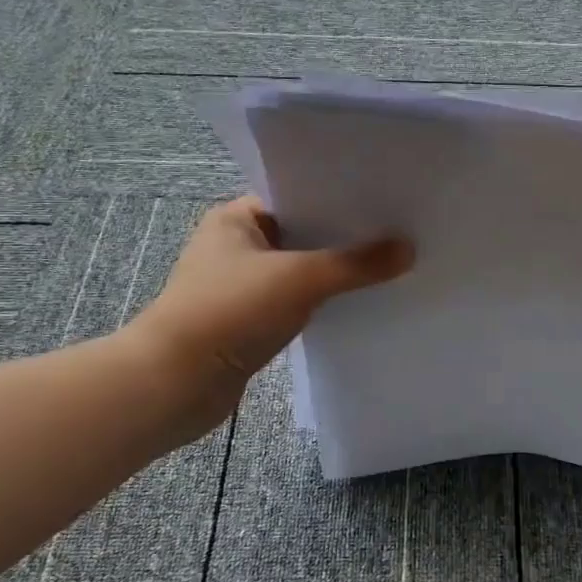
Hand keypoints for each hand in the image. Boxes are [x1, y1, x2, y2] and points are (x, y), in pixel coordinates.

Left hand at [127, 196, 412, 439]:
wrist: (173, 385)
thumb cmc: (229, 312)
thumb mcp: (299, 279)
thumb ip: (356, 264)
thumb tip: (409, 249)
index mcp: (236, 218)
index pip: (296, 195)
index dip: (340, 198)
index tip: (385, 200)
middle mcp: (237, 246)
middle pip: (303, 234)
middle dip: (345, 238)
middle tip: (398, 232)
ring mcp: (242, 286)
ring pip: (301, 271)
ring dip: (336, 273)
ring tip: (389, 265)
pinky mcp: (249, 322)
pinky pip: (297, 302)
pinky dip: (323, 302)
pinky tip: (360, 303)